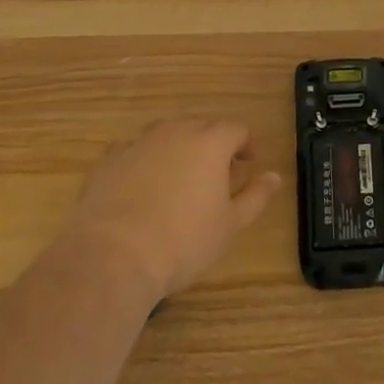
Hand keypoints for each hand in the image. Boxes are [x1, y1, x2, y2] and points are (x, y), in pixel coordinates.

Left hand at [63, 119, 280, 302]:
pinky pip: (134, 152)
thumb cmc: (183, 241)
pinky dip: (144, 162)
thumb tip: (274, 177)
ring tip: (179, 179)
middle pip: (201, 127)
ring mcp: (138, 143)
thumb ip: (256, 196)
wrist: (112, 256)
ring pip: (166, 135)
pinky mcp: (108, 160)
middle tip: (216, 174)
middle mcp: (175, 132)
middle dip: (212, 145)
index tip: (248, 162)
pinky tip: (141, 188)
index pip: (236, 129)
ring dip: (178, 150)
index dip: (246, 143)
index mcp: (210, 143)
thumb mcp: (230, 225)